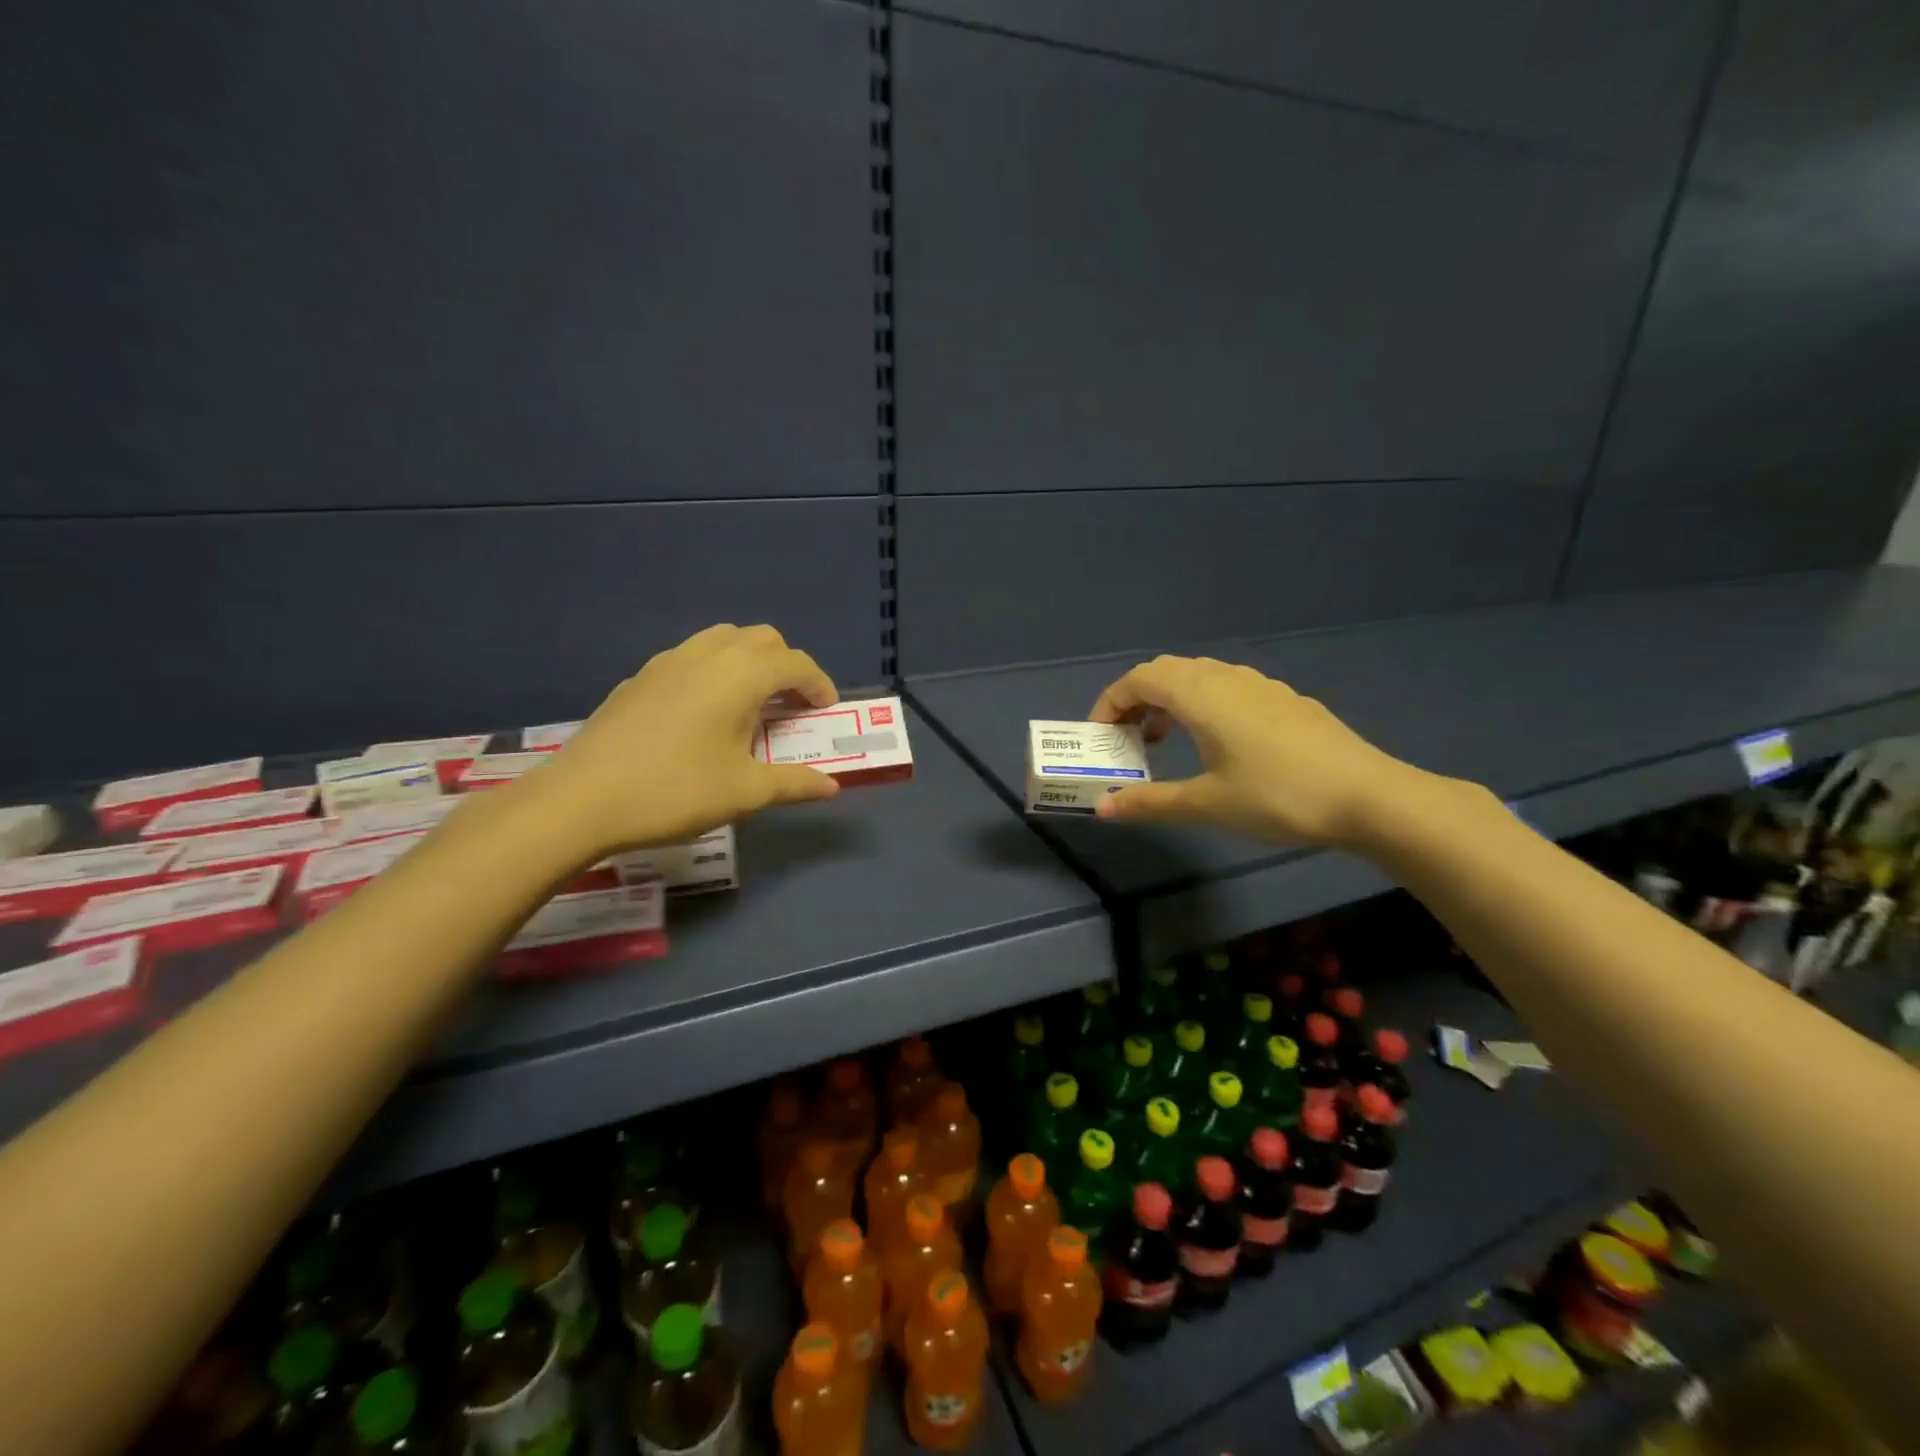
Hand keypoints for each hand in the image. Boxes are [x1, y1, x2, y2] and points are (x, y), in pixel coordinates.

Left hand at [524, 624, 840, 856]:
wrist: (581, 799)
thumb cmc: (675, 791)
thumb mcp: (744, 792)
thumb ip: (794, 784)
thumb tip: (832, 787)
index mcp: (740, 676)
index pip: (795, 664)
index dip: (818, 684)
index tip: (825, 711)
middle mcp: (708, 655)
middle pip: (762, 639)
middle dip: (786, 666)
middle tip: (791, 706)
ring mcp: (668, 661)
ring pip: (724, 639)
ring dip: (750, 661)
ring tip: (750, 703)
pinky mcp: (640, 677)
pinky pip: (692, 657)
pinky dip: (715, 670)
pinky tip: (704, 713)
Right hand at [1086, 655, 1423, 846]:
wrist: (1368, 797)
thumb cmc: (1277, 796)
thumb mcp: (1206, 804)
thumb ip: (1149, 802)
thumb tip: (1102, 808)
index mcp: (1201, 694)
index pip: (1139, 678)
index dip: (1111, 702)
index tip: (1101, 737)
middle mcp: (1227, 677)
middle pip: (1166, 671)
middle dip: (1137, 699)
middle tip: (1129, 739)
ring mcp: (1262, 685)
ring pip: (1200, 676)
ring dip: (1171, 700)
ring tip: (1168, 740)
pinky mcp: (1286, 700)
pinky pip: (1228, 687)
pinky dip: (1203, 704)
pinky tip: (1218, 743)